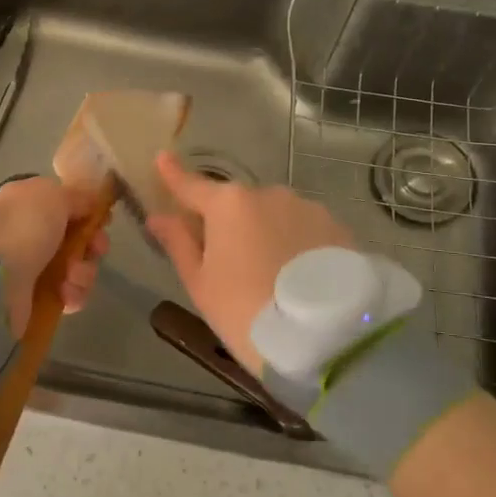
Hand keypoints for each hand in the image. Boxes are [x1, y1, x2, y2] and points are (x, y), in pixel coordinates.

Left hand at [0, 176, 108, 335]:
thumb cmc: (25, 227)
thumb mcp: (53, 195)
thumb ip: (76, 196)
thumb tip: (90, 202)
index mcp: (28, 204)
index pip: (66, 207)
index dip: (88, 213)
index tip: (103, 220)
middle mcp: (29, 234)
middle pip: (77, 239)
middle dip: (93, 245)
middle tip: (96, 249)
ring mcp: (32, 269)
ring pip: (77, 268)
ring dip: (84, 272)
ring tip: (71, 277)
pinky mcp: (36, 299)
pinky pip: (69, 295)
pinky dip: (73, 294)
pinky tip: (66, 294)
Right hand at [147, 152, 354, 375]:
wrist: (326, 338)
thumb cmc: (246, 312)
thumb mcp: (201, 284)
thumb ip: (179, 243)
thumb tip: (158, 216)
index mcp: (228, 204)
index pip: (192, 185)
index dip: (174, 175)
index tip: (162, 158)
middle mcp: (268, 194)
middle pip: (236, 204)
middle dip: (228, 223)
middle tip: (226, 262)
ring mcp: (307, 208)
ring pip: (274, 215)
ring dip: (265, 233)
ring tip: (270, 276)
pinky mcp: (337, 227)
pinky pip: (303, 230)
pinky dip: (295, 244)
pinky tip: (298, 276)